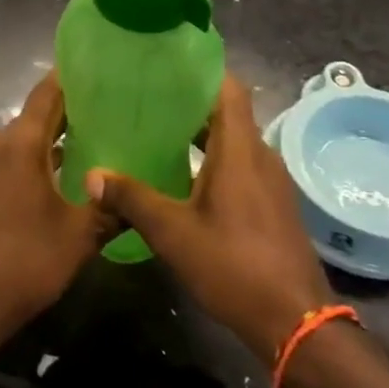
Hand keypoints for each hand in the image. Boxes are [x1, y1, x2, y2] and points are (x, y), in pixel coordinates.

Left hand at [0, 72, 105, 346]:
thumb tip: (138, 195)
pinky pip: (13, 158)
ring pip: (25, 138)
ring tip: (96, 137)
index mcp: (20, 143)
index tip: (100, 67)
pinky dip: (38, 156)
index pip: (47, 94)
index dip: (71, 77)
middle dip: (71, 109)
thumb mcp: (78, 237)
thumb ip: (110, 209)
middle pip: (36, 114)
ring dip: (55, 136)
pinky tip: (66, 172)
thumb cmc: (24, 261)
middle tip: (111, 107)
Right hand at [88, 75, 334, 360]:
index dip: (201, 70)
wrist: (295, 322)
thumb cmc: (233, 266)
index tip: (166, 65)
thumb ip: (132, 199)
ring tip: (159, 134)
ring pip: (234, 140)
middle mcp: (260, 155)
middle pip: (228, 112)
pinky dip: (215, 159)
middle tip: (148, 101)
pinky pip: (242, 164)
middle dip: (190, 103)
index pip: (228, 87)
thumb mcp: (173, 233)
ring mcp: (271, 181)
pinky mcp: (273, 204)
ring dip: (202, 134)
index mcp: (239, 149)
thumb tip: (93, 175)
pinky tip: (185, 177)